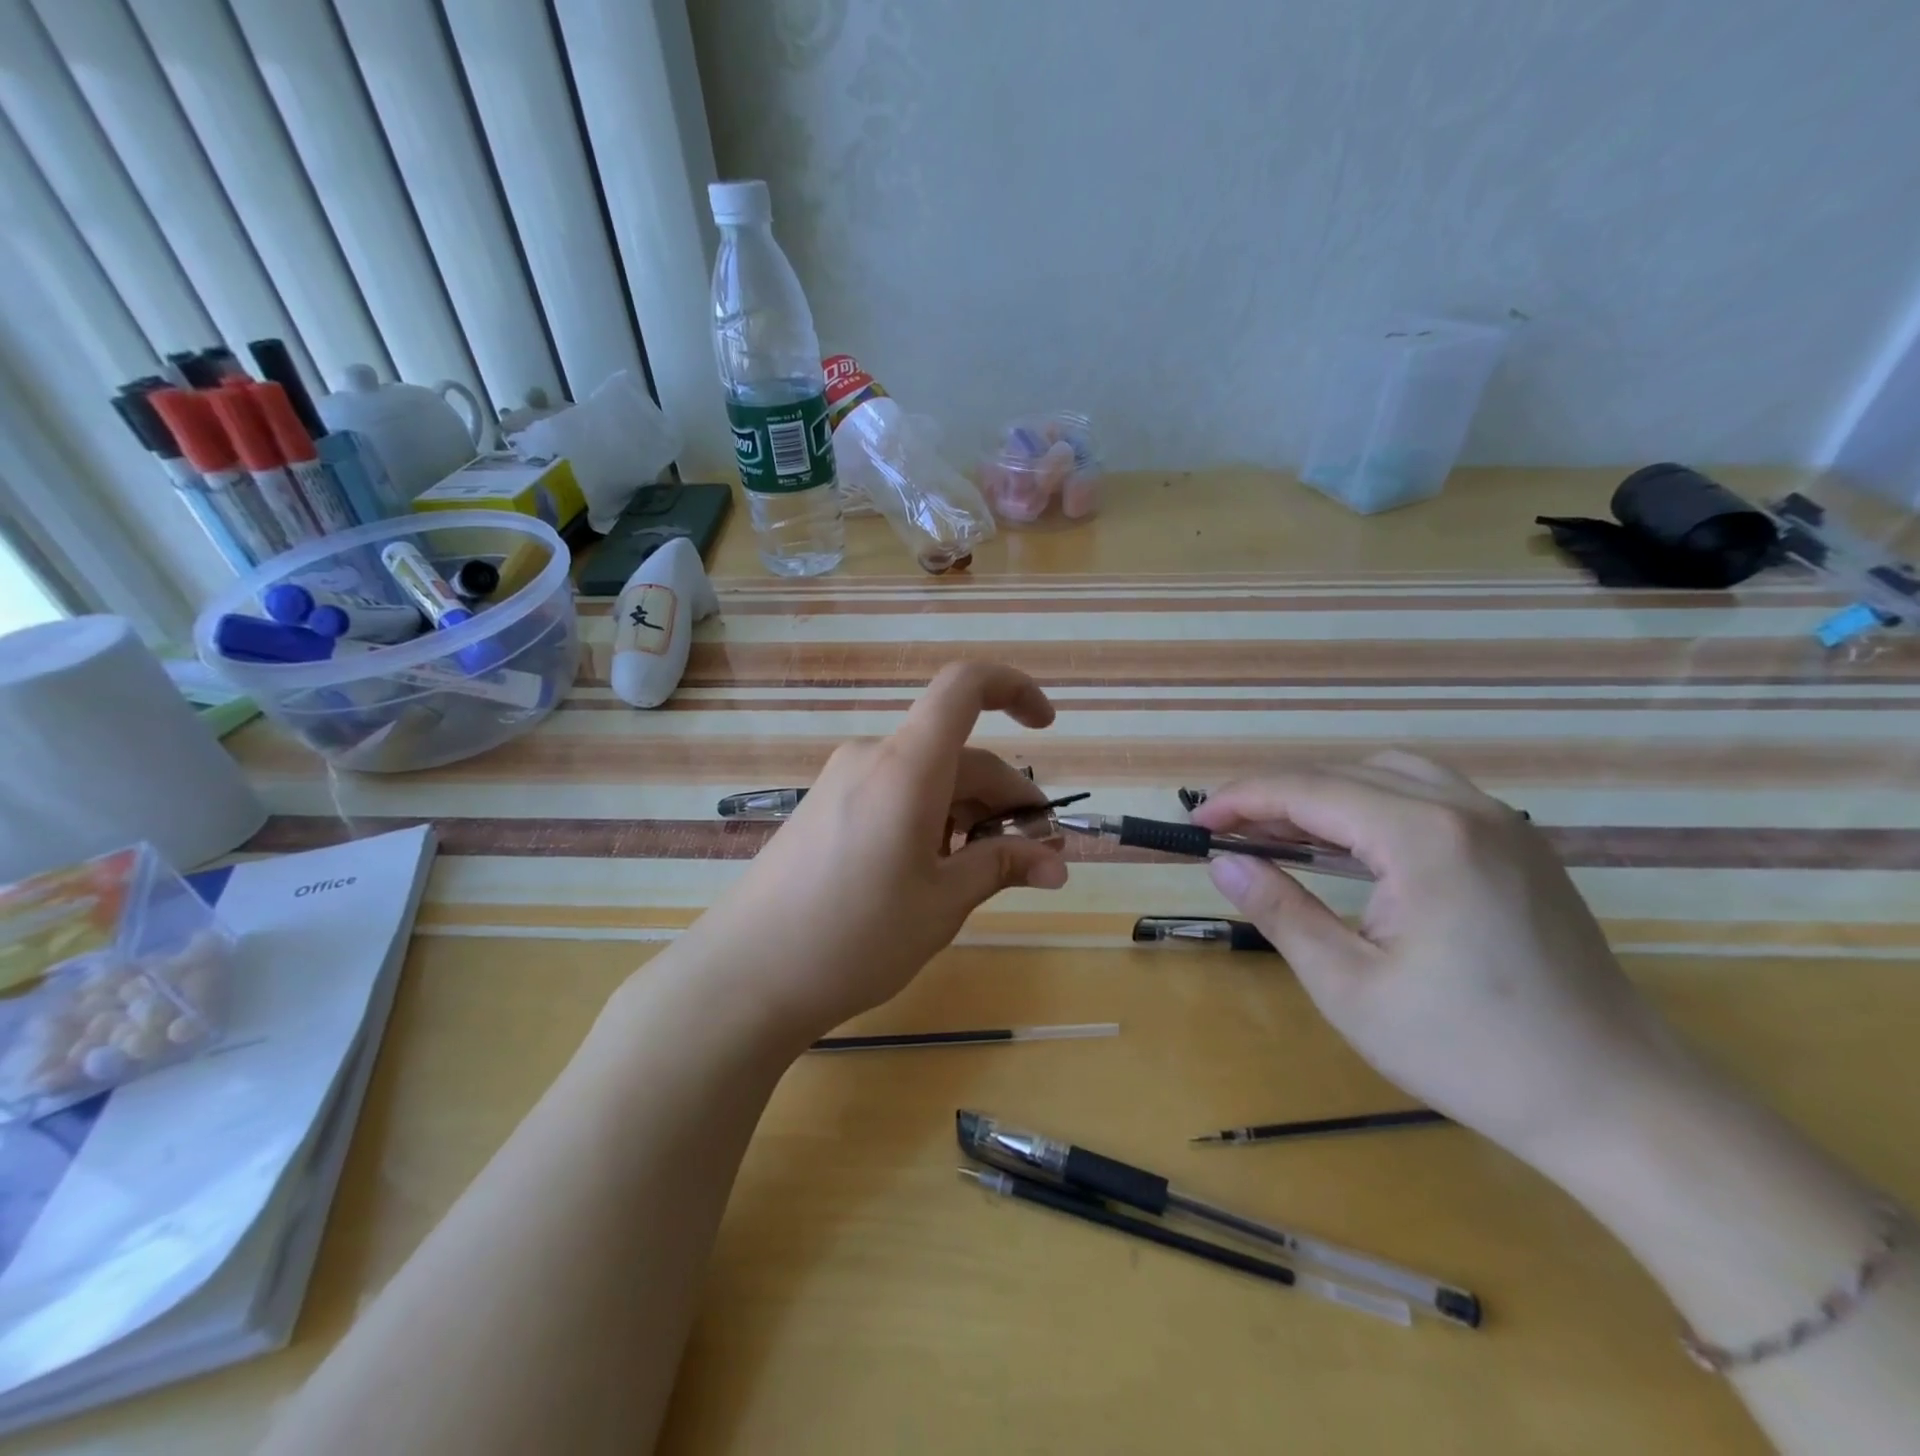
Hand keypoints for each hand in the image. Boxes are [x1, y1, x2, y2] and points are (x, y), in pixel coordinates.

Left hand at [681, 663, 1068, 1039]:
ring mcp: (841, 780)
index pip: (964, 686)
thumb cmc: (856, 938)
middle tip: (1031, 856)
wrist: (746, 975)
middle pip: (956, 753)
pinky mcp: (824, 806)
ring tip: (976, 875)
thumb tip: (1058, 861)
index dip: (1014, 689)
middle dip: (1002, 796)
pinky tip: (928, 872)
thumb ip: (1002, 867)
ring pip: (925, 776)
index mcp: (906, 766)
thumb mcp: (942, 904)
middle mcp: (872, 757)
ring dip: (965, 813)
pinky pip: (892, 792)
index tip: (1046, 728)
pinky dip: (928, 818)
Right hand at [1191, 752, 1694, 1165]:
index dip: (1241, 800)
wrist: (1618, 1102)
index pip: (1309, 790)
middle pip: (1345, 773)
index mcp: (1424, 839)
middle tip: (1226, 832)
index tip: (1195, 823)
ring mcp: (1502, 823)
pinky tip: (1351, 843)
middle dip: (1275, 795)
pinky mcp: (1519, 846)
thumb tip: (1221, 862)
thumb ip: (1281, 910)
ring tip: (1279, 831)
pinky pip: (1428, 794)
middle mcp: (1465, 810)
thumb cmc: (1470, 1052)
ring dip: (1324, 792)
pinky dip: (1371, 802)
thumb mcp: (1349, 986)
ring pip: (1388, 773)